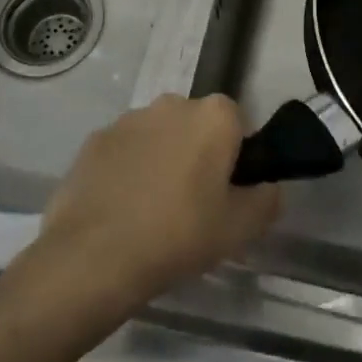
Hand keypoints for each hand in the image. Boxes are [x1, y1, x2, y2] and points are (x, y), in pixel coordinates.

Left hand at [35, 94, 281, 310]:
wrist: (93, 257)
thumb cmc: (179, 236)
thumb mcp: (240, 229)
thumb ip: (266, 200)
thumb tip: (267, 186)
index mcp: (214, 116)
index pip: (237, 124)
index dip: (235, 158)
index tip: (227, 193)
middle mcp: (172, 104)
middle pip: (196, 125)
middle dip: (197, 154)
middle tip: (193, 204)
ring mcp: (129, 119)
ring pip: (158, 136)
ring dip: (160, 159)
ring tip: (152, 211)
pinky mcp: (94, 140)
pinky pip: (123, 151)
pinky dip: (126, 170)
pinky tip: (121, 210)